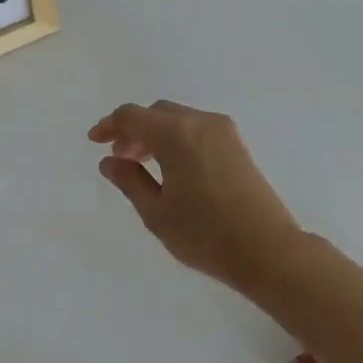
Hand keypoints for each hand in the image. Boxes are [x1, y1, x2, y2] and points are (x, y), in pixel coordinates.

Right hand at [87, 100, 303, 292]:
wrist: (267, 250)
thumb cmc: (205, 234)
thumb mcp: (157, 213)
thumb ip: (130, 181)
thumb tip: (109, 161)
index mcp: (176, 134)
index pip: (132, 116)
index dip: (109, 125)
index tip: (95, 141)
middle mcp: (200, 122)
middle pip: (157, 113)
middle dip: (133, 130)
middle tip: (120, 158)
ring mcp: (224, 131)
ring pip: (179, 119)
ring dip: (156, 134)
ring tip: (143, 165)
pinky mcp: (238, 145)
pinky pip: (197, 129)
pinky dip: (177, 139)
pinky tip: (172, 168)